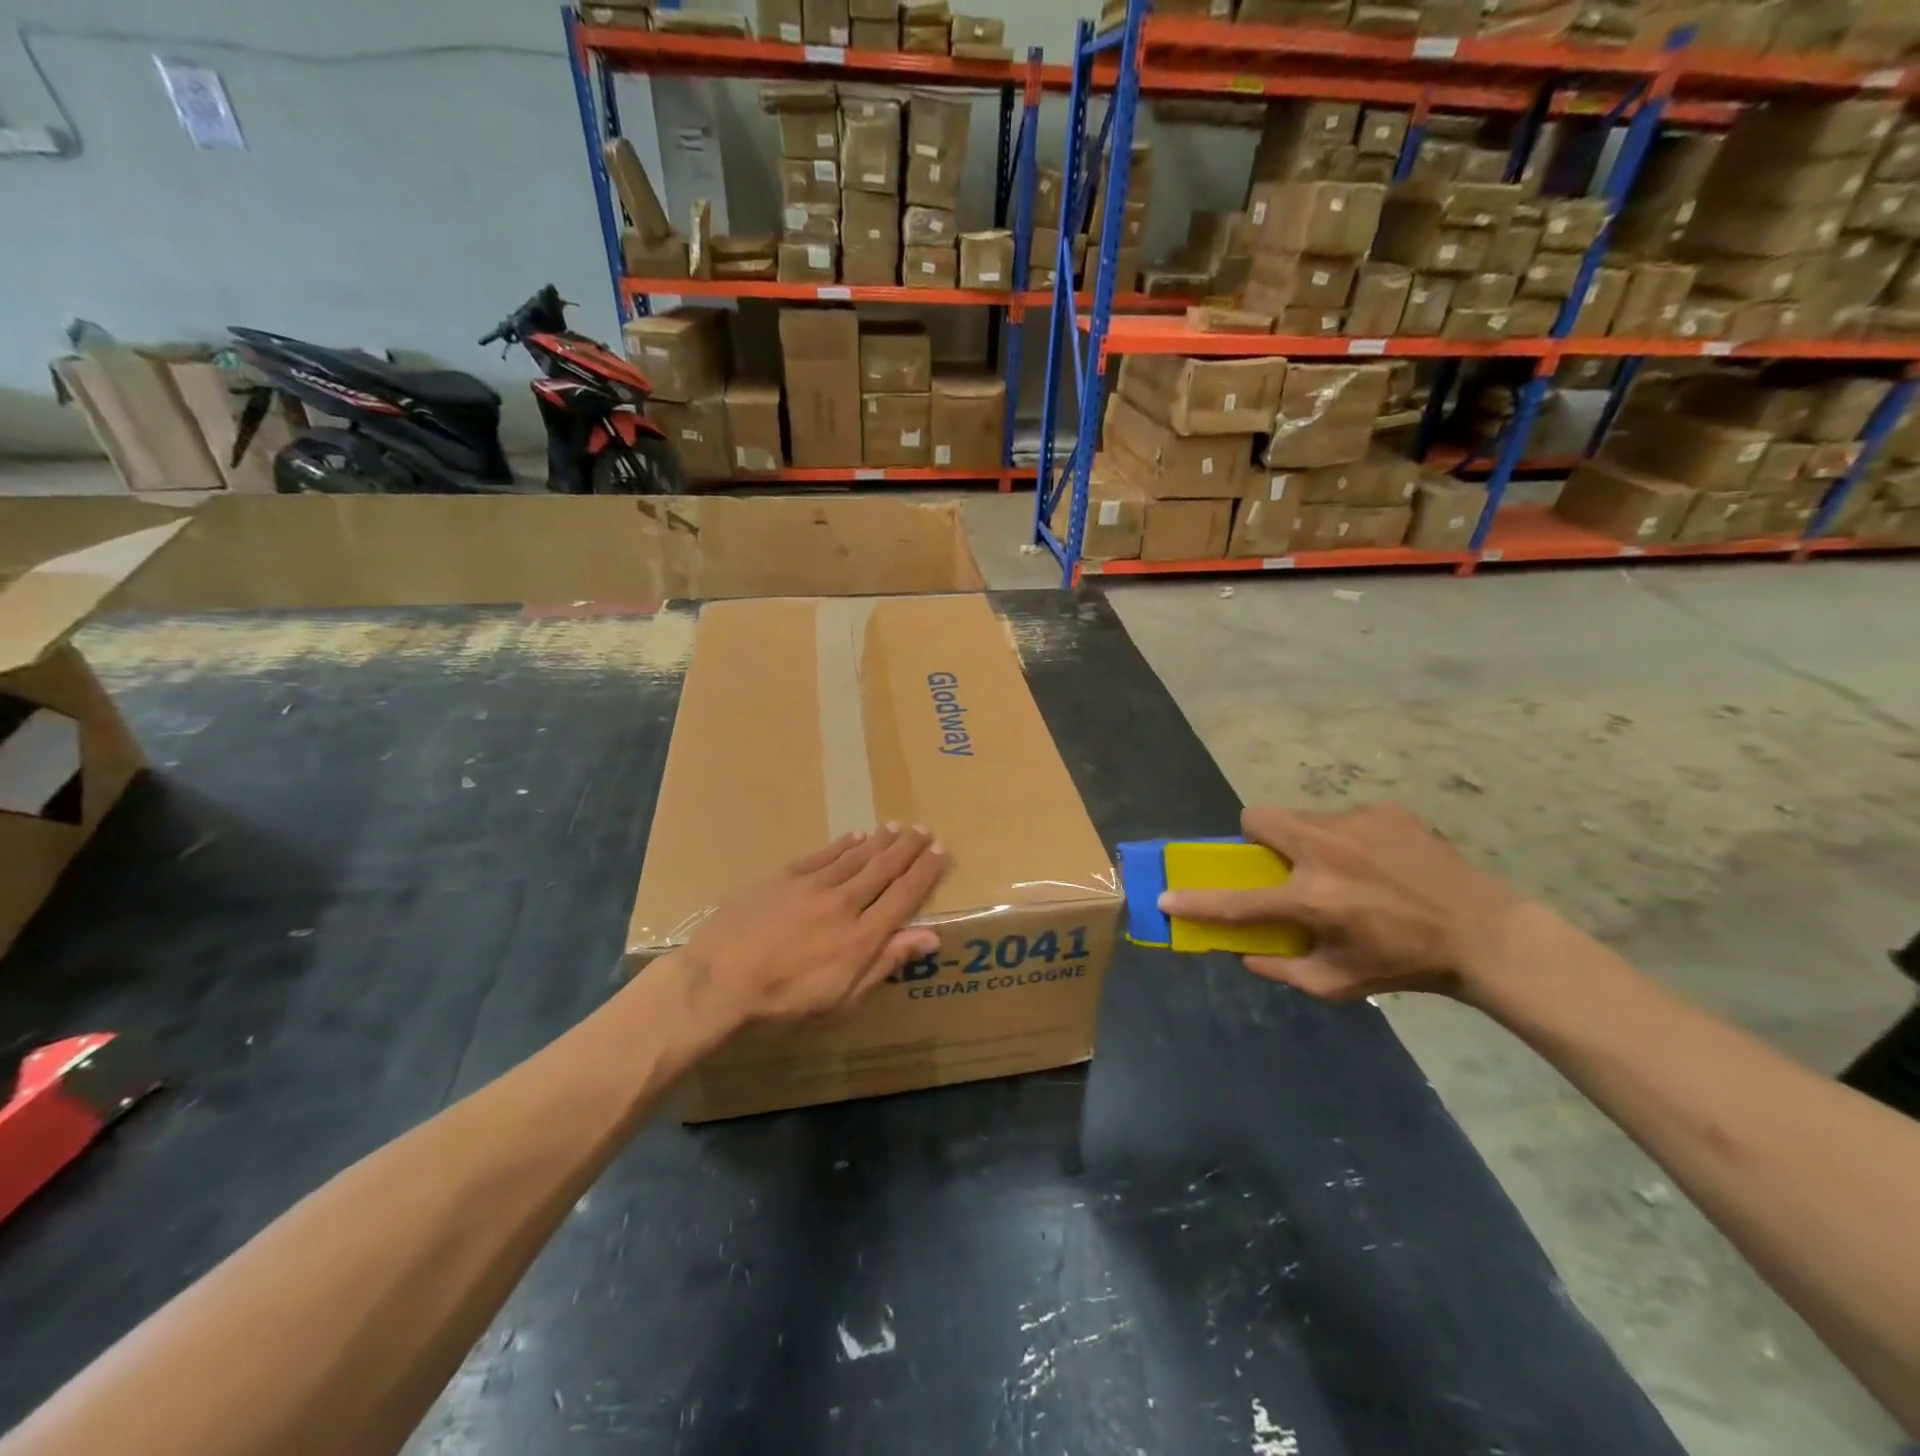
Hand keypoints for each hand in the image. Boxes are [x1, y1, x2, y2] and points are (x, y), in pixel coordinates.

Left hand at [674, 825, 947, 1031]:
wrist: (717, 983)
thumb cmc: (781, 1004)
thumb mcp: (841, 1000)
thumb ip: (885, 963)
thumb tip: (930, 937)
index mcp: (861, 937)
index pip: (903, 897)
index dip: (925, 873)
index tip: (941, 852)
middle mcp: (844, 904)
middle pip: (883, 869)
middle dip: (907, 848)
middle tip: (925, 829)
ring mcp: (812, 886)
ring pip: (856, 856)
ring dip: (879, 841)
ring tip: (897, 826)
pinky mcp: (783, 878)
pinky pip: (822, 855)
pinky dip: (842, 845)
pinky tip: (855, 836)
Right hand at [1158, 803, 1528, 1004]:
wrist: (1485, 933)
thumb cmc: (1406, 964)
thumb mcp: (1340, 984)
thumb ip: (1283, 970)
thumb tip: (1243, 954)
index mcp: (1313, 898)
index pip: (1237, 900)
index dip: (1197, 901)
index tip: (1167, 896)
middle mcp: (1326, 850)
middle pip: (1258, 818)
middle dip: (1256, 839)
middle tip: (1279, 865)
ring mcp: (1356, 823)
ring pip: (1302, 817)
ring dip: (1304, 840)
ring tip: (1342, 868)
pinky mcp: (1385, 811)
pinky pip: (1344, 818)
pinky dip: (1347, 839)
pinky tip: (1379, 863)